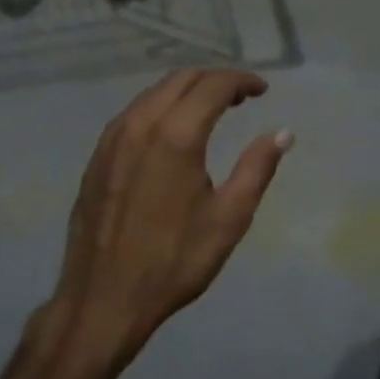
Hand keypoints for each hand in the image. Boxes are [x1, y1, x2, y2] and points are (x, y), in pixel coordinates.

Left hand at [50, 69, 291, 365]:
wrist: (103, 299)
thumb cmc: (174, 261)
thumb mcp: (229, 218)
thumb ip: (257, 168)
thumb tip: (282, 133)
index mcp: (176, 135)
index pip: (213, 85)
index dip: (242, 81)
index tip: (262, 90)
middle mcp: (140, 124)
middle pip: (181, 79)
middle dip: (215, 80)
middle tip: (241, 98)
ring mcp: (112, 138)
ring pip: (154, 93)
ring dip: (186, 91)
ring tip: (211, 110)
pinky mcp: (97, 156)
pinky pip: (134, 113)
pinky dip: (160, 107)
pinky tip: (172, 131)